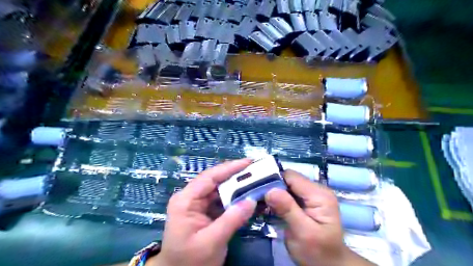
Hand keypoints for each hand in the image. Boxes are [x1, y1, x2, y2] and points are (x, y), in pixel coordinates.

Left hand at [149, 159, 256, 264]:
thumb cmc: (189, 261)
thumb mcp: (211, 242)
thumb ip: (231, 220)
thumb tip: (251, 200)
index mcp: (185, 200)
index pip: (209, 177)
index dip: (229, 168)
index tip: (248, 162)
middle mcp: (190, 197)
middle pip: (215, 180)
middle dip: (235, 175)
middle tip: (255, 169)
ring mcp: (197, 204)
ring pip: (219, 189)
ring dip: (236, 185)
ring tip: (254, 180)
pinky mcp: (204, 211)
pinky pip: (220, 200)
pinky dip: (234, 197)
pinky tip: (246, 195)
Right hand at [266, 171, 373, 265]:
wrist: (328, 264)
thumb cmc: (317, 251)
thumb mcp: (303, 232)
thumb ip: (288, 210)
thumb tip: (270, 190)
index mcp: (319, 195)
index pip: (292, 177)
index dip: (274, 180)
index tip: (258, 189)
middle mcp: (316, 190)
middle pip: (288, 179)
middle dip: (272, 187)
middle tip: (256, 197)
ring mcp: (311, 195)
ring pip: (286, 185)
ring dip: (273, 193)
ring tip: (260, 202)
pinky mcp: (305, 201)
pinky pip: (288, 193)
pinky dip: (277, 198)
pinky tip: (269, 206)